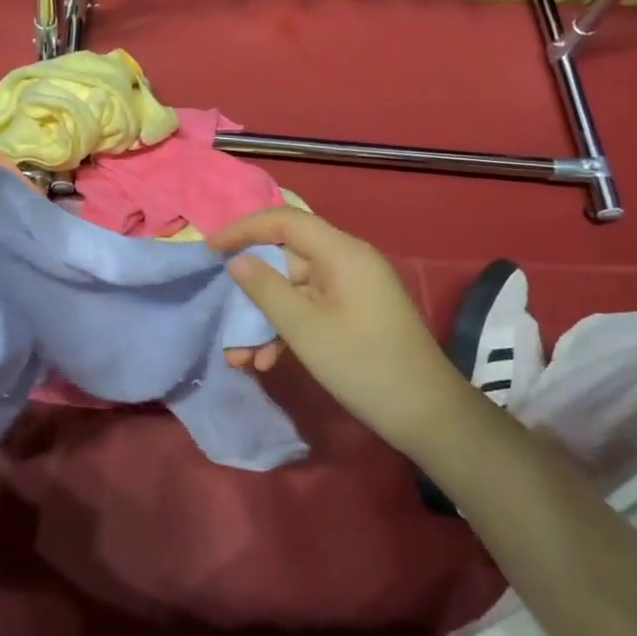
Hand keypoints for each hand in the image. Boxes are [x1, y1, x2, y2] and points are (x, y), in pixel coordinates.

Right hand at [208, 207, 466, 454]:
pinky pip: (310, 309)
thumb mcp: (305, 328)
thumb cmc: (363, 364)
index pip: (284, 221)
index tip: (210, 250)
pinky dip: (286, 330)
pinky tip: (267, 361)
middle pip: (286, 259)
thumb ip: (265, 289)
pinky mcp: (354, 314)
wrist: (426, 414)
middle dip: (251, 292)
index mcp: (342, 252)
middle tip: (223, 318)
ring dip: (264, 320)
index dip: (243, 229)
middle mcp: (347, 262)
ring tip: (240, 358)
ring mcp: (352, 289)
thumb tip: (237, 261)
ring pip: (294, 290)